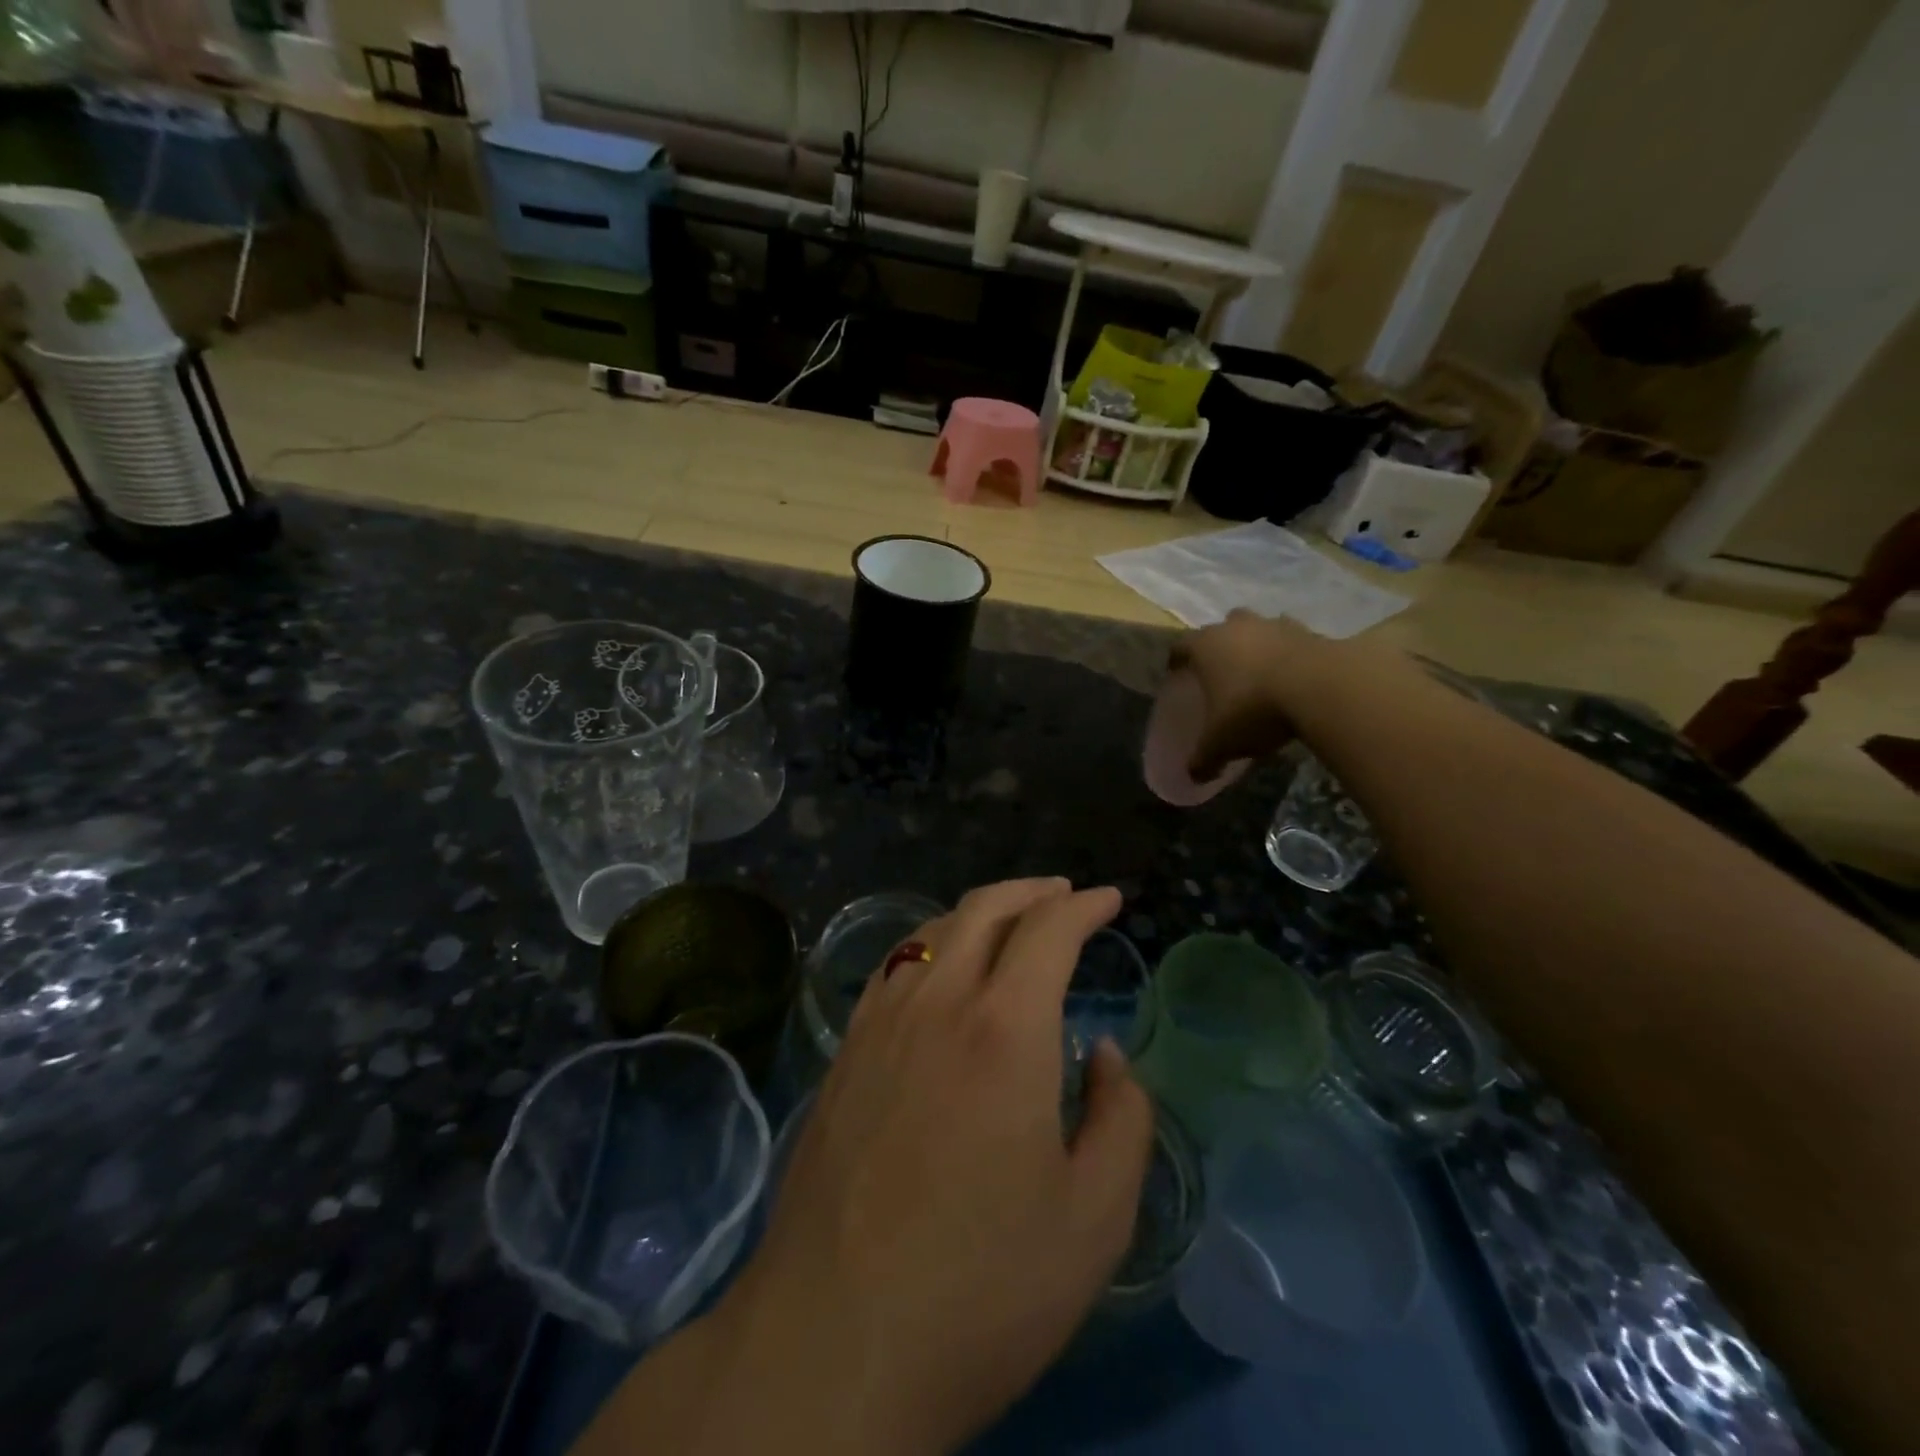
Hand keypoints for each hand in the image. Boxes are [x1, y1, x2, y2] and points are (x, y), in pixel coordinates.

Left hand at [728, 879, 1155, 1454]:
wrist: (835, 1341)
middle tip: (1063, 896)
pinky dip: (930, 945)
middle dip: (1031, 891)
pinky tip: (940, 970)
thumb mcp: (1095, 1218)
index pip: (1048, 930)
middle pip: (983, 909)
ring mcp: (880, 1022)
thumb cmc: (982, 1287)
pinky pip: (893, 967)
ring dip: (979, 912)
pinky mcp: (844, 1052)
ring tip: (1010, 924)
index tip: (1108, 900)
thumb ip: (1122, 1118)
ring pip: (932, 930)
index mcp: (1004, 1030)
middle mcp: (938, 1002)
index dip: (1083, 906)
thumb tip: (1105, 1053)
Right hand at [1169, 610, 1325, 779]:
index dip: (1176, 660)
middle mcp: (1236, 627)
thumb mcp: (1221, 743)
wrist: (1321, 688)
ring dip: (1257, 646)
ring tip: (1260, 674)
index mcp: (1205, 646)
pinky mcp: (1310, 632)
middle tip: (1221, 672)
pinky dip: (1290, 655)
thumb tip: (1194, 776)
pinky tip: (1294, 678)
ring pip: (1258, 630)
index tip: (1176, 674)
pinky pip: (1292, 641)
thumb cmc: (1253, 709)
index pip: (1180, 646)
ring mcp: (1275, 625)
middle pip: (1221, 629)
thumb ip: (1204, 759)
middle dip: (1220, 646)